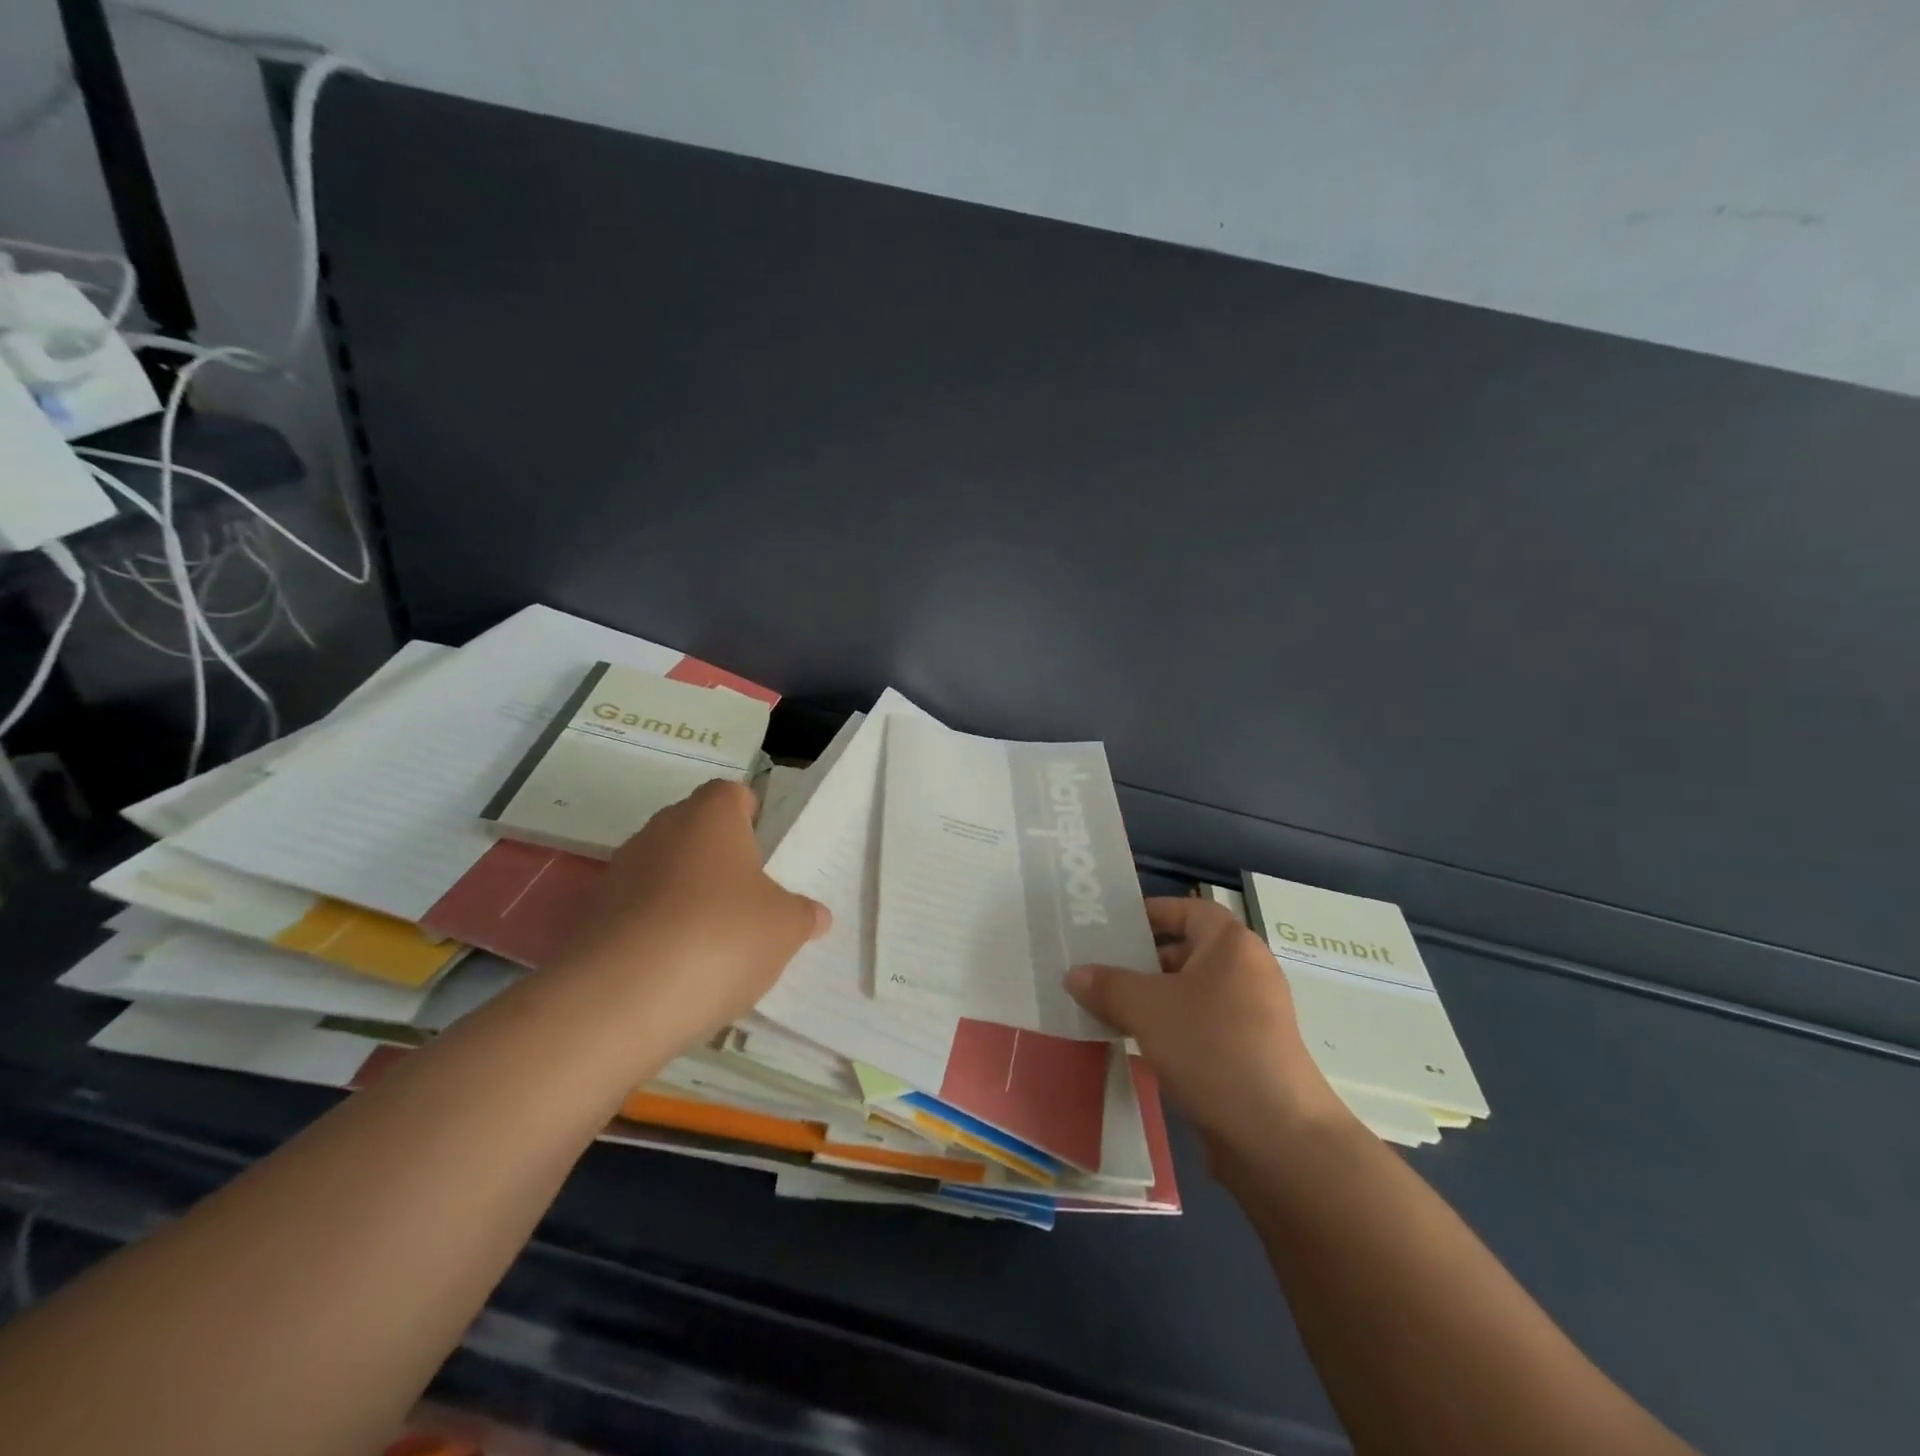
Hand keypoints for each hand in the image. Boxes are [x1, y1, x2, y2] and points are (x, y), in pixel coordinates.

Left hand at [550, 779, 829, 1062]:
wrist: (619, 999)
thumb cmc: (720, 938)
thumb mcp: (785, 929)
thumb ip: (802, 914)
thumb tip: (813, 914)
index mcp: (710, 817)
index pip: (731, 794)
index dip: (750, 815)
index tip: (764, 849)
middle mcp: (660, 830)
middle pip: (695, 831)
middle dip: (719, 859)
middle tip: (747, 898)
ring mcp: (619, 872)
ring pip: (663, 872)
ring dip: (685, 895)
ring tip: (712, 941)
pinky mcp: (592, 917)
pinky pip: (636, 912)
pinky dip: (655, 930)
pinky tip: (675, 969)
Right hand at [1065, 897, 1344, 1157]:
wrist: (1276, 1136)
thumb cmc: (1211, 1048)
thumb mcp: (1147, 1009)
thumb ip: (1107, 985)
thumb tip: (1074, 973)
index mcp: (1231, 945)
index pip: (1187, 910)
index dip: (1150, 912)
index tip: (1111, 926)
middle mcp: (1246, 971)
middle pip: (1187, 951)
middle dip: (1142, 959)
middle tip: (1097, 967)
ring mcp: (1251, 1015)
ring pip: (1190, 992)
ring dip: (1151, 997)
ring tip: (1106, 1005)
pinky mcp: (1248, 1053)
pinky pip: (1200, 1025)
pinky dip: (1169, 1027)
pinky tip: (1135, 1042)